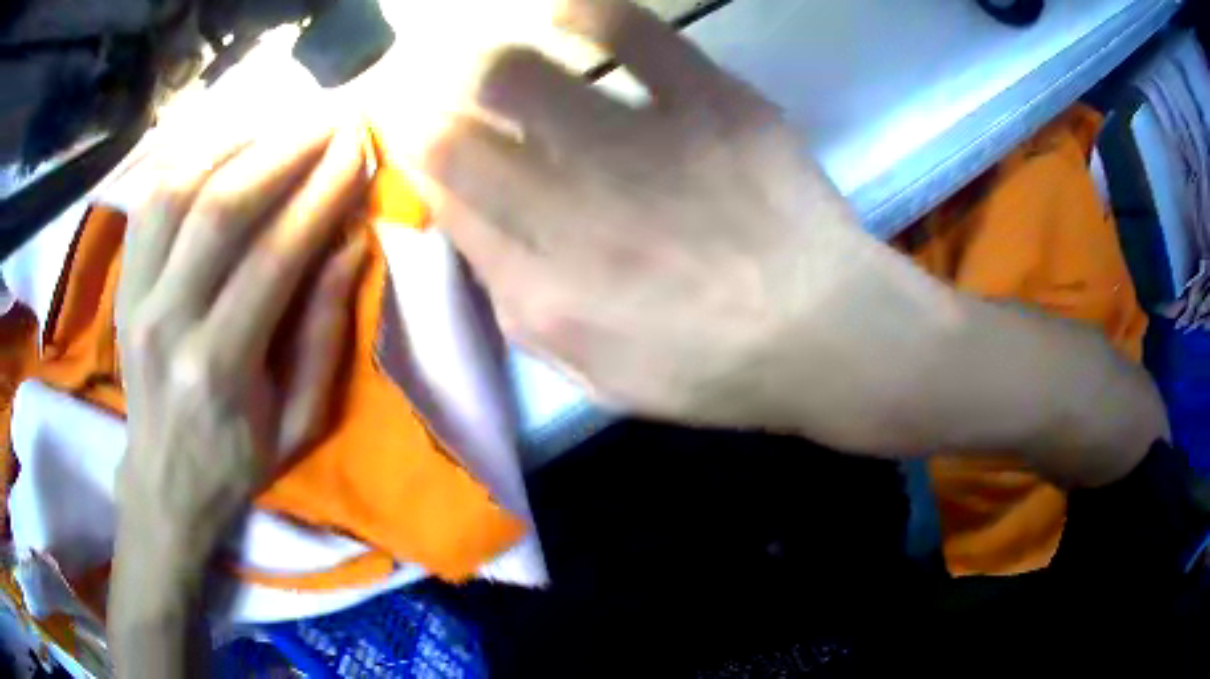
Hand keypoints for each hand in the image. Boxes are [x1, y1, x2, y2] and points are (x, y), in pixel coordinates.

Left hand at [113, 122, 367, 576]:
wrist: (164, 483)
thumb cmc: (237, 462)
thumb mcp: (299, 422)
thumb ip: (323, 333)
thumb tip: (351, 242)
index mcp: (218, 369)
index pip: (272, 256)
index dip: (321, 194)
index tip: (358, 152)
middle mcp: (166, 321)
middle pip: (220, 207)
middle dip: (284, 149)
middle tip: (330, 118)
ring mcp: (134, 296)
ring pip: (178, 189)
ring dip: (236, 142)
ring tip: (282, 122)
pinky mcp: (122, 283)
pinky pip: (150, 199)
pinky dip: (191, 157)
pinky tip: (228, 143)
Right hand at [419, 0, 951, 445]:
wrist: (830, 333)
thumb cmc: (714, 368)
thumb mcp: (596, 373)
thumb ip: (517, 303)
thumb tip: (466, 222)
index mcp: (546, 295)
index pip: (444, 201)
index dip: (414, 159)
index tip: (412, 135)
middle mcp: (577, 215)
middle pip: (457, 132)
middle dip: (422, 102)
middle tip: (426, 87)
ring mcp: (647, 148)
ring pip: (517, 74)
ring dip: (476, 58)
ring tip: (476, 55)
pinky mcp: (714, 103)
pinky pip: (630, 32)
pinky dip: (582, 11)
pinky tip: (562, 14)